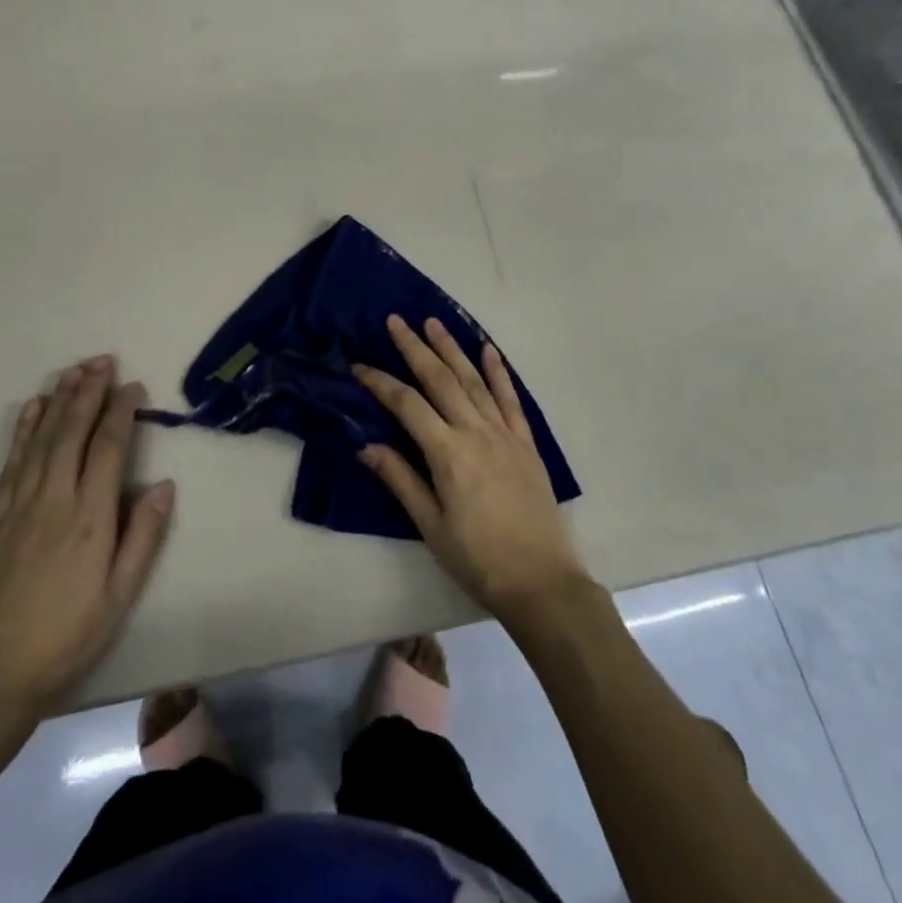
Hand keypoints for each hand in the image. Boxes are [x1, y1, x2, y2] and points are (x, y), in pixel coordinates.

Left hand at [0, 356, 174, 730]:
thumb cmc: (68, 635)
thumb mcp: (120, 595)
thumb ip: (143, 537)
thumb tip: (163, 485)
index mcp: (90, 518)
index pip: (109, 448)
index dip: (122, 412)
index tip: (133, 387)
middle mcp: (54, 500)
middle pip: (73, 432)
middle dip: (90, 392)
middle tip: (103, 361)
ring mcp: (20, 505)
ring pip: (42, 439)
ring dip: (59, 401)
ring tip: (74, 371)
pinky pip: (13, 461)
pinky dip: (24, 429)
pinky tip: (33, 408)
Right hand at [355, 316, 592, 624]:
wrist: (542, 582)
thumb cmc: (478, 559)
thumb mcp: (430, 526)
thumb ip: (400, 480)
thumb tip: (366, 445)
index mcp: (448, 453)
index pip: (407, 405)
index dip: (381, 383)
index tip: (359, 367)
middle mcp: (476, 432)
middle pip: (440, 380)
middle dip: (415, 348)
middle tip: (396, 321)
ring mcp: (504, 434)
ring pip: (473, 381)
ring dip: (452, 349)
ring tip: (433, 323)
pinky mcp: (526, 443)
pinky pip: (510, 399)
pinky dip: (499, 372)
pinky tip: (488, 350)